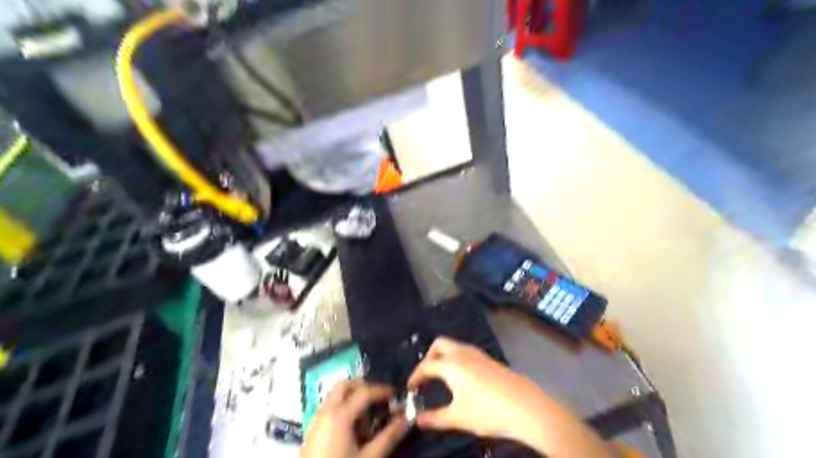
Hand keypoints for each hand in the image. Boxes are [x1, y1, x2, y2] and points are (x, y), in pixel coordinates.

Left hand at [301, 380, 406, 457]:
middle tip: (379, 401)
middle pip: (345, 385)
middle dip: (364, 387)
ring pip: (335, 395)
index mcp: (340, 414)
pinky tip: (352, 428)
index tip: (396, 395)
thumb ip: (388, 436)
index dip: (383, 391)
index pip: (365, 392)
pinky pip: (329, 407)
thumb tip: (406, 419)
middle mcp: (326, 411)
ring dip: (352, 397)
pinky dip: (342, 407)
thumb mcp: (369, 457)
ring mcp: (316, 419)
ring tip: (366, 418)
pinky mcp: (312, 430)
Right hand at [409, 337, 611, 456]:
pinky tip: (462, 377)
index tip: (410, 388)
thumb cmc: (487, 411)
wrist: (525, 407)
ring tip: (441, 375)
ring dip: (443, 355)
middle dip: (429, 356)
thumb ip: (435, 418)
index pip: (426, 365)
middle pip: (439, 344)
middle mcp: (463, 353)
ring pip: (454, 345)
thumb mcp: (458, 418)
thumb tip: (417, 420)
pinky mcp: (490, 360)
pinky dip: (456, 358)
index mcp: (451, 365)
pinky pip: (466, 351)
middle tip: (425, 375)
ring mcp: (478, 354)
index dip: (415, 376)